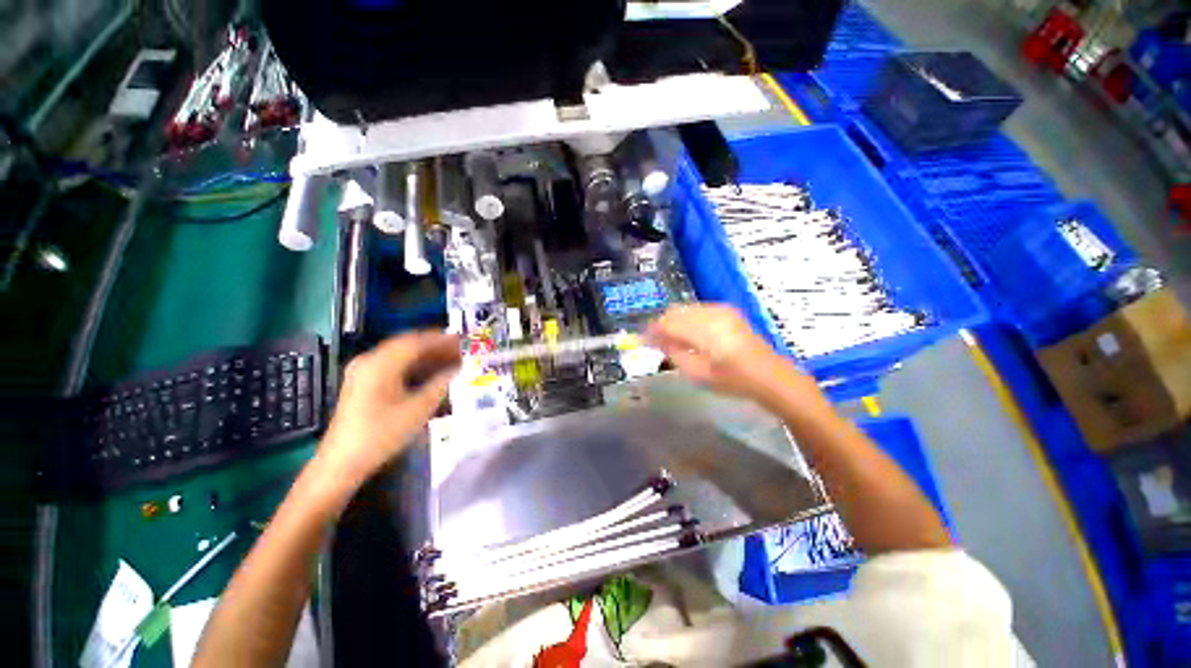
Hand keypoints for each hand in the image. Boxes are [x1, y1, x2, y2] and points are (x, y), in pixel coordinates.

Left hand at [315, 331, 459, 490]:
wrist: (343, 462)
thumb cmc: (382, 434)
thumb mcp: (418, 409)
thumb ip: (440, 384)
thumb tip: (458, 369)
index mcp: (380, 364)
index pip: (416, 341)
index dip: (441, 339)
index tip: (463, 339)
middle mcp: (369, 361)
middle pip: (407, 345)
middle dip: (435, 346)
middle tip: (460, 350)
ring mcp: (364, 371)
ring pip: (401, 355)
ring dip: (426, 356)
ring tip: (451, 360)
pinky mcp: (364, 383)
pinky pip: (394, 365)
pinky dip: (414, 366)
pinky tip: (431, 373)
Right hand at [647, 304, 803, 401]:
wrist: (769, 375)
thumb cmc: (732, 380)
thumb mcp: (697, 372)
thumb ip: (673, 353)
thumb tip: (654, 340)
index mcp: (705, 331)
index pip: (668, 323)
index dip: (652, 330)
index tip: (641, 340)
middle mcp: (711, 314)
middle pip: (675, 312)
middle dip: (661, 324)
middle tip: (654, 341)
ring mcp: (721, 309)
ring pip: (685, 309)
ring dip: (673, 321)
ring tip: (670, 339)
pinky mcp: (726, 310)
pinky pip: (697, 309)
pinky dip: (687, 319)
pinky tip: (688, 334)